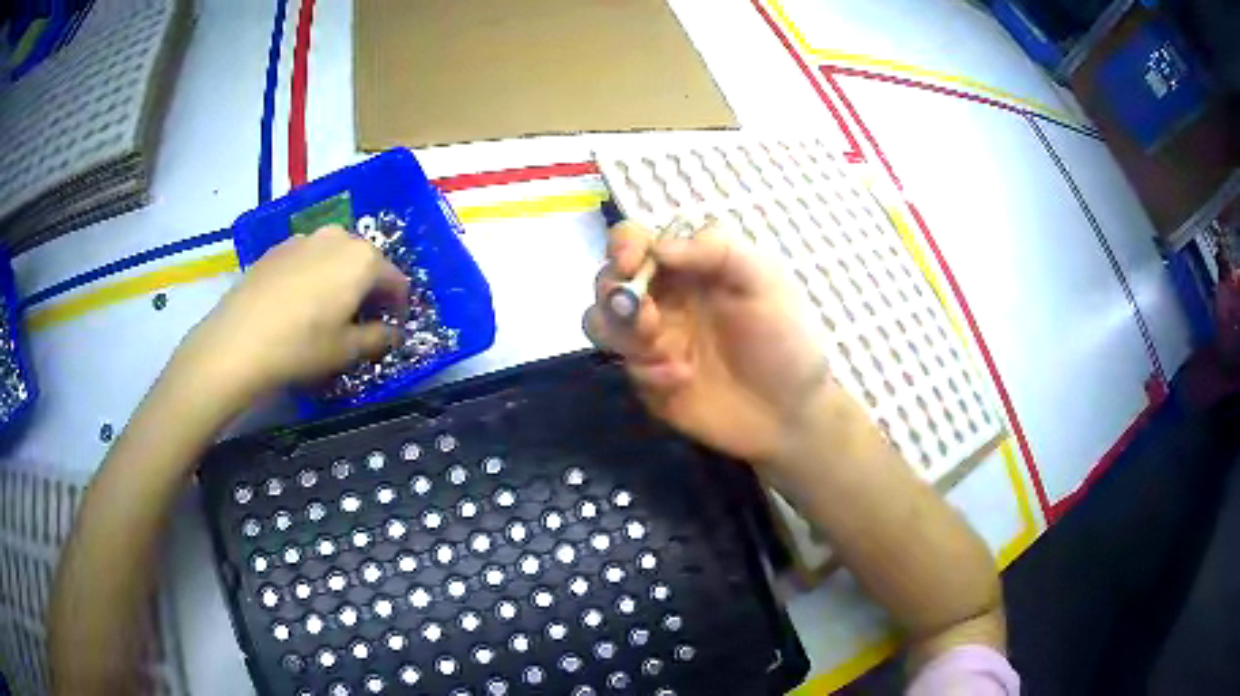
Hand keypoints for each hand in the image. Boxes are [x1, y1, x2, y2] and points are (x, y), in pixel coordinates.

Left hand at [179, 226, 407, 404]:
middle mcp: (338, 237)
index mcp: (364, 259)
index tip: (391, 330)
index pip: (397, 281)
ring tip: (326, 310)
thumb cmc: (301, 346)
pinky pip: (308, 258)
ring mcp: (305, 238)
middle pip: (366, 262)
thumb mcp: (347, 351)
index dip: (399, 308)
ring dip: (341, 279)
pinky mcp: (278, 247)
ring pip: (335, 256)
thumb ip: (379, 338)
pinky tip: (298, 303)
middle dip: (369, 289)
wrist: (238, 341)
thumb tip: (393, 333)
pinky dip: (313, 275)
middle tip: (359, 321)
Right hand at [584, 220, 830, 465]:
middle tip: (647, 318)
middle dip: (615, 293)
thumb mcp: (765, 281)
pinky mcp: (648, 377)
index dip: (624, 245)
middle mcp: (664, 297)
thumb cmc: (785, 339)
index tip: (631, 263)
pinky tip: (683, 380)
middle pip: (609, 280)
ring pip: (601, 322)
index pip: (637, 240)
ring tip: (664, 352)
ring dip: (622, 332)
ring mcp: (653, 339)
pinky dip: (648, 371)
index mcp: (690, 266)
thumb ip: (718, 251)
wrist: (789, 413)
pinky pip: (624, 366)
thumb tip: (659, 247)